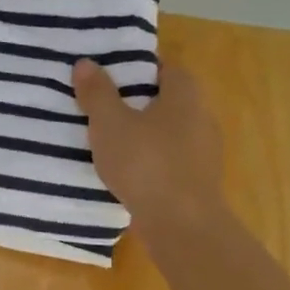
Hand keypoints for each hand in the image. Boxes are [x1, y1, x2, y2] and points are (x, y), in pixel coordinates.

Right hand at [73, 58, 225, 237]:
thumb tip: (86, 63)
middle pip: (168, 100)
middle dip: (138, 102)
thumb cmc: (146, 164)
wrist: (182, 226)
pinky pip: (170, 160)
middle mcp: (202, 118)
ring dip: (144, 134)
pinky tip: (127, 171)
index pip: (166, 68)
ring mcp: (204, 153)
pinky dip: (151, 160)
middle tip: (103, 105)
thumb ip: (97, 93)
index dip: (139, 68)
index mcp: (186, 96)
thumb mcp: (110, 124)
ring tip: (110, 139)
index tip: (111, 74)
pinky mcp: (198, 182)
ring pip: (169, 133)